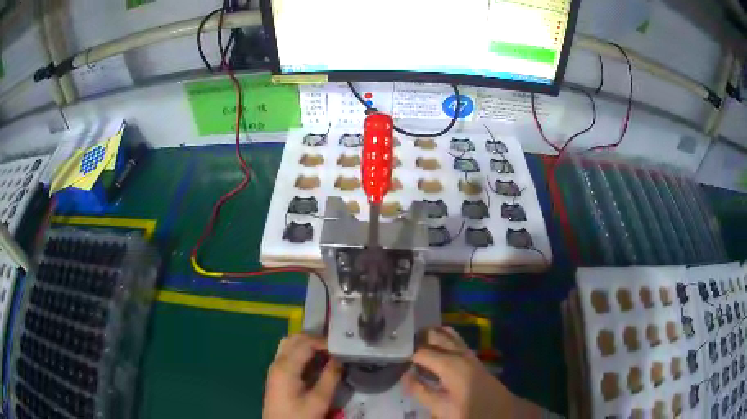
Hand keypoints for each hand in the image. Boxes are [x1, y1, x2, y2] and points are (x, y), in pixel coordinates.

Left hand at [263, 333, 341, 418]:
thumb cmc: (300, 415)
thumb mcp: (320, 400)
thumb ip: (331, 377)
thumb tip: (340, 359)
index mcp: (286, 367)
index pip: (305, 343)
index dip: (323, 341)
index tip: (340, 347)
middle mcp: (277, 362)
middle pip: (294, 339)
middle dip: (315, 339)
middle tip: (334, 347)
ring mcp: (274, 367)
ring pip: (289, 344)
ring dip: (306, 343)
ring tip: (325, 352)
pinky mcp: (276, 374)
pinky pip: (287, 353)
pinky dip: (301, 351)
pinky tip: (314, 361)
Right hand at [404, 327, 542, 418]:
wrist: (501, 411)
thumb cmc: (470, 410)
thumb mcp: (441, 407)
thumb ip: (420, 391)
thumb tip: (405, 375)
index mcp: (450, 363)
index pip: (420, 351)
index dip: (405, 354)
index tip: (391, 357)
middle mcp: (459, 352)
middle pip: (434, 334)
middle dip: (416, 339)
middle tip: (398, 349)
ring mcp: (467, 352)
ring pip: (445, 333)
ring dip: (429, 336)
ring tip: (412, 346)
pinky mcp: (472, 357)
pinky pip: (453, 339)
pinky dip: (440, 339)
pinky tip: (433, 350)